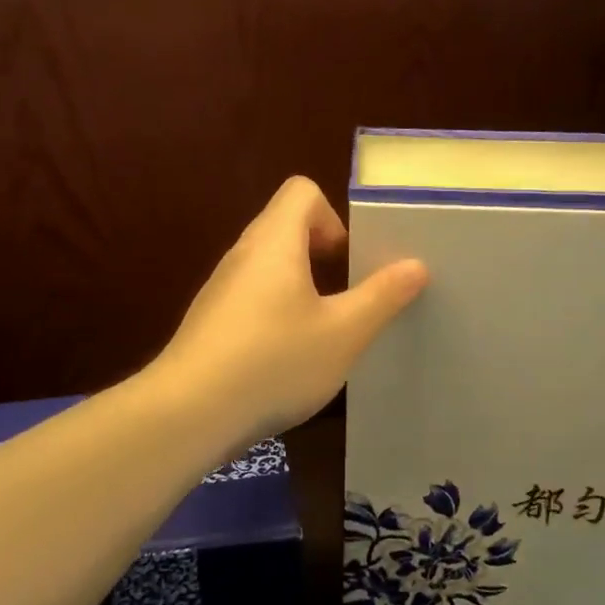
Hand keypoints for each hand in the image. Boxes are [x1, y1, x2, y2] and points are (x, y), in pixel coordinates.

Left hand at [155, 177, 428, 445]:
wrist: (189, 414)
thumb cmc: (274, 361)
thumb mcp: (343, 333)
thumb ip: (382, 297)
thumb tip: (415, 265)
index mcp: (275, 241)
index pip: (301, 191)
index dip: (333, 215)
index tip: (348, 261)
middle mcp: (243, 254)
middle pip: (286, 227)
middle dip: (323, 254)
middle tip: (348, 297)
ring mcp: (221, 288)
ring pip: (269, 266)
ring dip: (302, 287)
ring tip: (324, 332)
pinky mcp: (211, 321)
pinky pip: (252, 297)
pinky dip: (277, 312)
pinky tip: (289, 359)